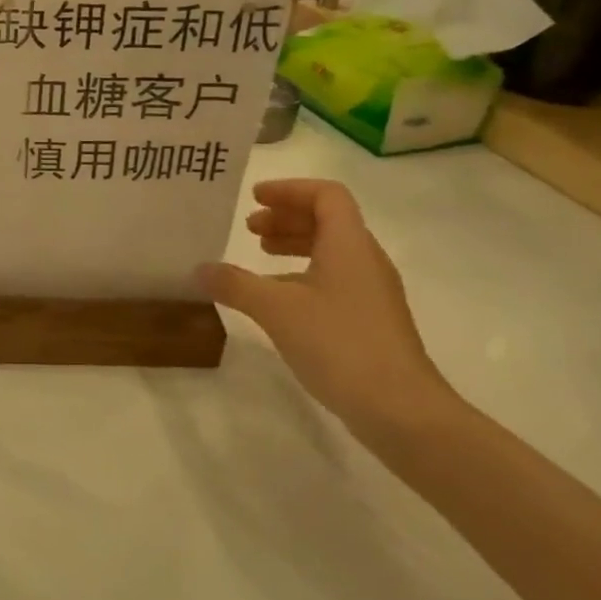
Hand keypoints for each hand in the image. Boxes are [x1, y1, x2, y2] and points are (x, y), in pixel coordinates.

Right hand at [197, 179, 456, 443]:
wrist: (401, 410)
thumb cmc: (339, 343)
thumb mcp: (276, 309)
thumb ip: (235, 284)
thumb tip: (200, 269)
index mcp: (349, 244)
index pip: (325, 194)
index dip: (289, 189)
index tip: (255, 198)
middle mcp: (365, 260)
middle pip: (328, 220)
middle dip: (287, 217)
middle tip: (251, 228)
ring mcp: (372, 292)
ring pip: (332, 251)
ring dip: (295, 244)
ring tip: (260, 255)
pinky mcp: (371, 321)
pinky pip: (335, 279)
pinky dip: (304, 274)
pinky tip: (279, 299)